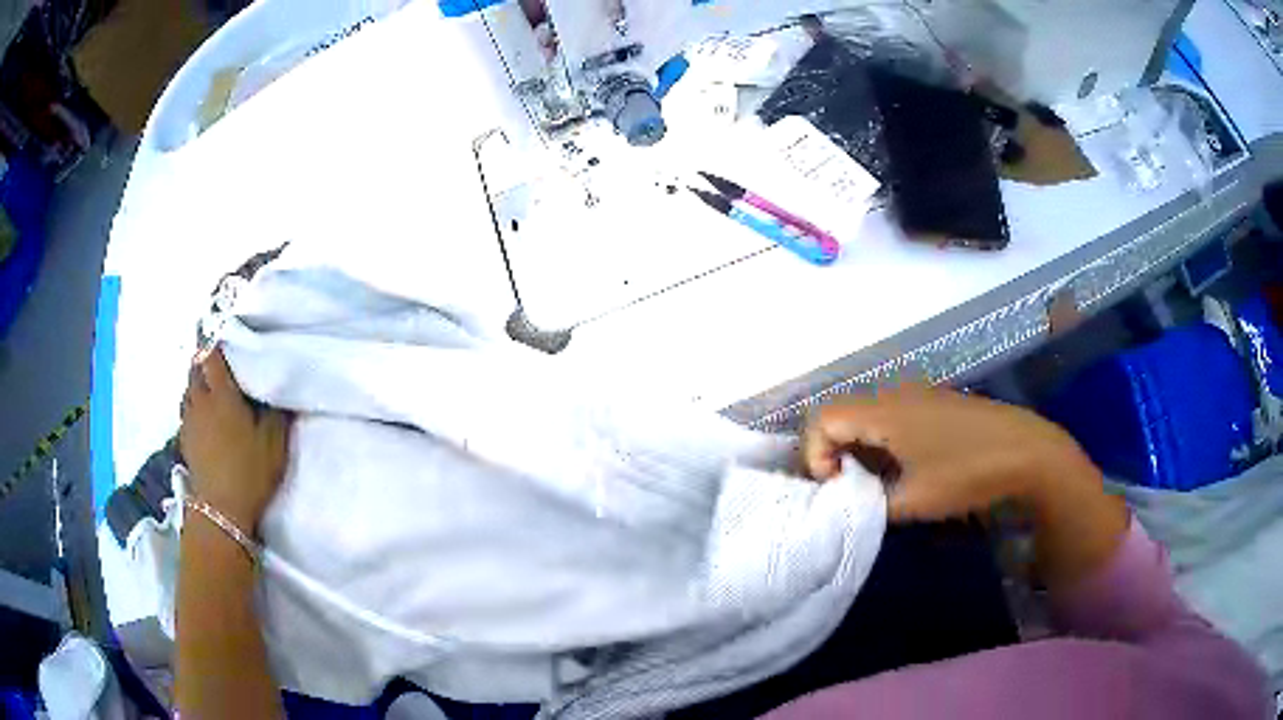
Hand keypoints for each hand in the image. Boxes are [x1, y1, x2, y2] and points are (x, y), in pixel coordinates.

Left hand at [180, 348, 289, 534]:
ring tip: (209, 385)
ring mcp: (189, 421)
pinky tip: (202, 414)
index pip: (212, 357)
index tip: (223, 335)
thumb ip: (276, 412)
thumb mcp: (274, 444)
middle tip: (218, 360)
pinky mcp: (185, 440)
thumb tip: (278, 389)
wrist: (222, 510)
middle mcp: (201, 402)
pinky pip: (186, 410)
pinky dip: (192, 404)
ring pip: (188, 389)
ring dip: (197, 382)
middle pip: (196, 369)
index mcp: (222, 396)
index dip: (215, 343)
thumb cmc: (250, 472)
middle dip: (204, 360)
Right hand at [802, 385, 1085, 522]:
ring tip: (875, 483)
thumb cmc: (968, 473)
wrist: (1028, 451)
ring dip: (860, 447)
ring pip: (868, 414)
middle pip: (842, 413)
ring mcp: (918, 394)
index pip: (822, 419)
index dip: (814, 454)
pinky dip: (883, 440)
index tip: (834, 488)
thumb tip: (851, 503)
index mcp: (884, 411)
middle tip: (848, 489)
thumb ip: (871, 504)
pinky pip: (892, 415)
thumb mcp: (915, 501)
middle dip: (834, 452)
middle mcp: (895, 393)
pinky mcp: (936, 402)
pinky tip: (905, 468)